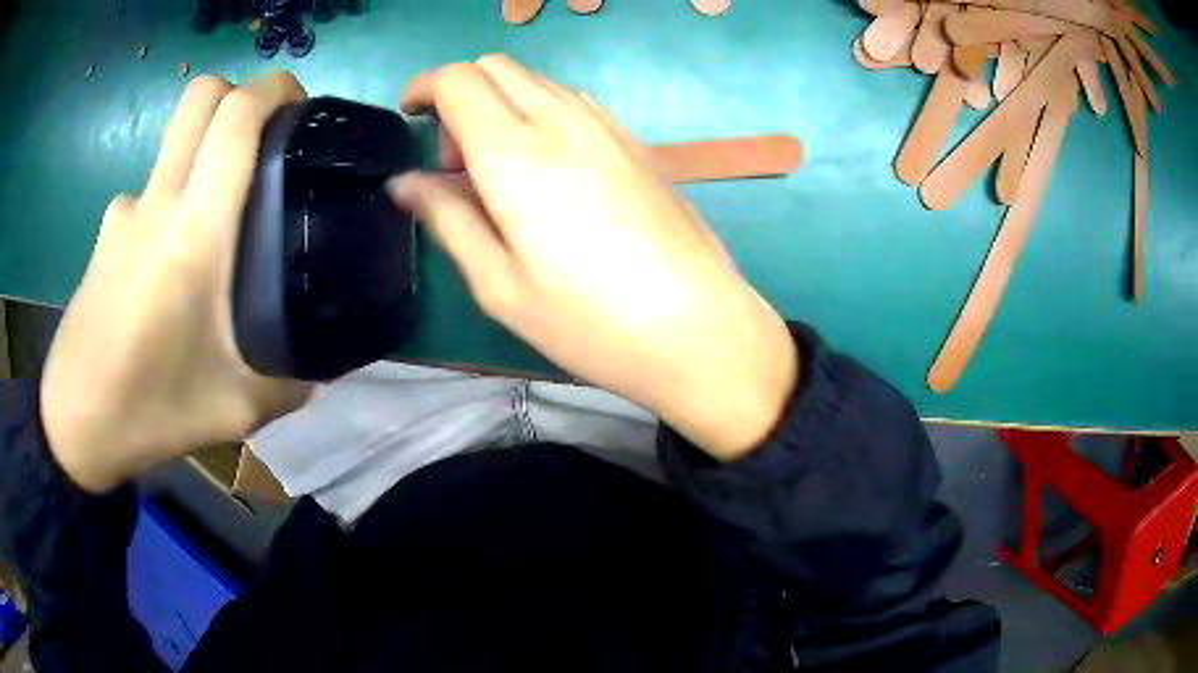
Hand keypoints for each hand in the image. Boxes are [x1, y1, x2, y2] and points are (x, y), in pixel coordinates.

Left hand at [41, 73, 311, 491]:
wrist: (75, 425)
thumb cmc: (149, 412)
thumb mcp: (235, 409)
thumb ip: (288, 381)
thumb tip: (319, 369)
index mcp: (193, 233)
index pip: (235, 116)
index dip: (275, 89)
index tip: (301, 108)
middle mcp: (157, 202)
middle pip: (201, 96)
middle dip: (241, 94)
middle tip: (265, 139)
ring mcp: (125, 212)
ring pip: (175, 144)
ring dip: (203, 155)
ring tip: (213, 224)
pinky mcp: (106, 232)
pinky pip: (149, 193)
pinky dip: (170, 204)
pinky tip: (166, 264)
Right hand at [391, 56, 797, 459]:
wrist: (698, 327)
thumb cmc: (589, 321)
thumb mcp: (499, 284)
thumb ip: (447, 219)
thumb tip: (405, 182)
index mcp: (515, 154)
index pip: (459, 80)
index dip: (425, 87)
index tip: (412, 116)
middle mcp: (561, 121)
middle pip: (496, 67)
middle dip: (459, 95)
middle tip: (455, 162)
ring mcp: (606, 126)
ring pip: (535, 81)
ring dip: (500, 105)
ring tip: (502, 174)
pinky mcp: (635, 141)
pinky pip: (572, 102)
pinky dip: (539, 115)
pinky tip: (548, 172)